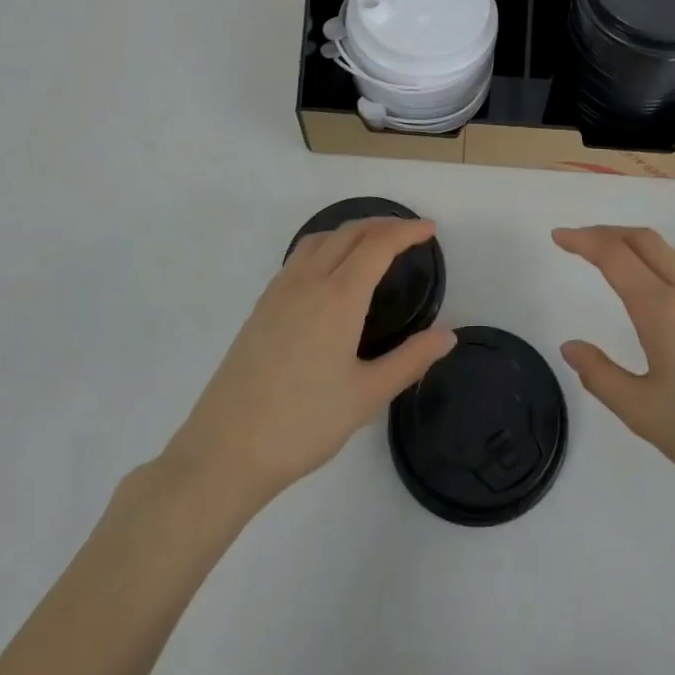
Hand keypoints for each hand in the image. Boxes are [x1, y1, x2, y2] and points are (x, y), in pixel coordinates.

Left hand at [161, 219, 455, 511]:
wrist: (226, 449)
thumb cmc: (304, 423)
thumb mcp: (367, 395)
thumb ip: (411, 359)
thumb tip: (448, 335)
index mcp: (338, 297)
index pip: (378, 245)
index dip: (407, 231)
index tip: (430, 230)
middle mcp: (308, 281)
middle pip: (349, 232)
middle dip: (383, 225)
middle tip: (410, 234)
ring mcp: (279, 291)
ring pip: (320, 239)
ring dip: (351, 231)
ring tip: (373, 245)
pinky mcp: (261, 307)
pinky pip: (299, 257)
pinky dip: (326, 246)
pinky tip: (331, 273)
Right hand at [554, 226, 674, 519]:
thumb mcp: (643, 413)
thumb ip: (601, 376)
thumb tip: (570, 347)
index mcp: (663, 310)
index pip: (615, 255)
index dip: (583, 240)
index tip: (558, 236)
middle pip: (644, 239)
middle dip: (606, 232)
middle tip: (577, 241)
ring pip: (668, 252)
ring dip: (633, 244)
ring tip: (607, 258)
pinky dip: (655, 261)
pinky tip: (649, 288)